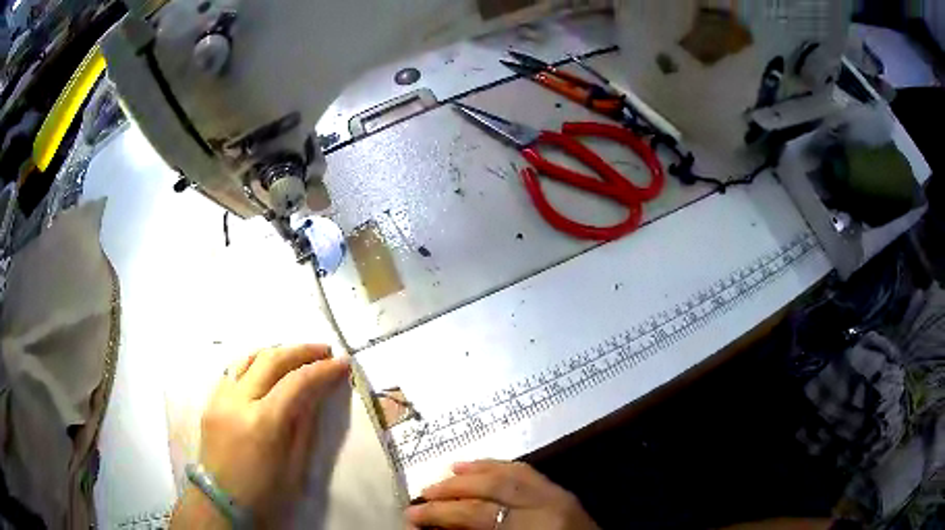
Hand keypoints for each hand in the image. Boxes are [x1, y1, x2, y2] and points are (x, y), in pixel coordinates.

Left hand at [172, 344, 349, 527]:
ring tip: (297, 354)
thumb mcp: (295, 466)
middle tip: (324, 350)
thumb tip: (317, 393)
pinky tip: (267, 369)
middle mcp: (238, 401)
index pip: (297, 382)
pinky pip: (233, 370)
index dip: (322, 369)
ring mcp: (220, 397)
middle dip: (301, 351)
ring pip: (249, 358)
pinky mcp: (210, 400)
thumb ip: (305, 425)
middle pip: (271, 360)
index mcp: (263, 423)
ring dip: (277, 352)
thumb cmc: (265, 493)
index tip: (342, 362)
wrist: (222, 502)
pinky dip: (255, 363)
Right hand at [405, 460, 598, 529]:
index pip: (478, 514)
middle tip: (423, 494)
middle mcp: (549, 505)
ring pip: (511, 472)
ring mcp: (559, 495)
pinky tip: (480, 467)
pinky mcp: (562, 492)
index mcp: (535, 528)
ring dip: (474, 472)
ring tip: (445, 474)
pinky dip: (499, 466)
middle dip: (453, 489)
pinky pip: (527, 471)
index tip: (412, 516)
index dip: (441, 514)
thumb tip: (438, 528)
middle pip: (494, 487)